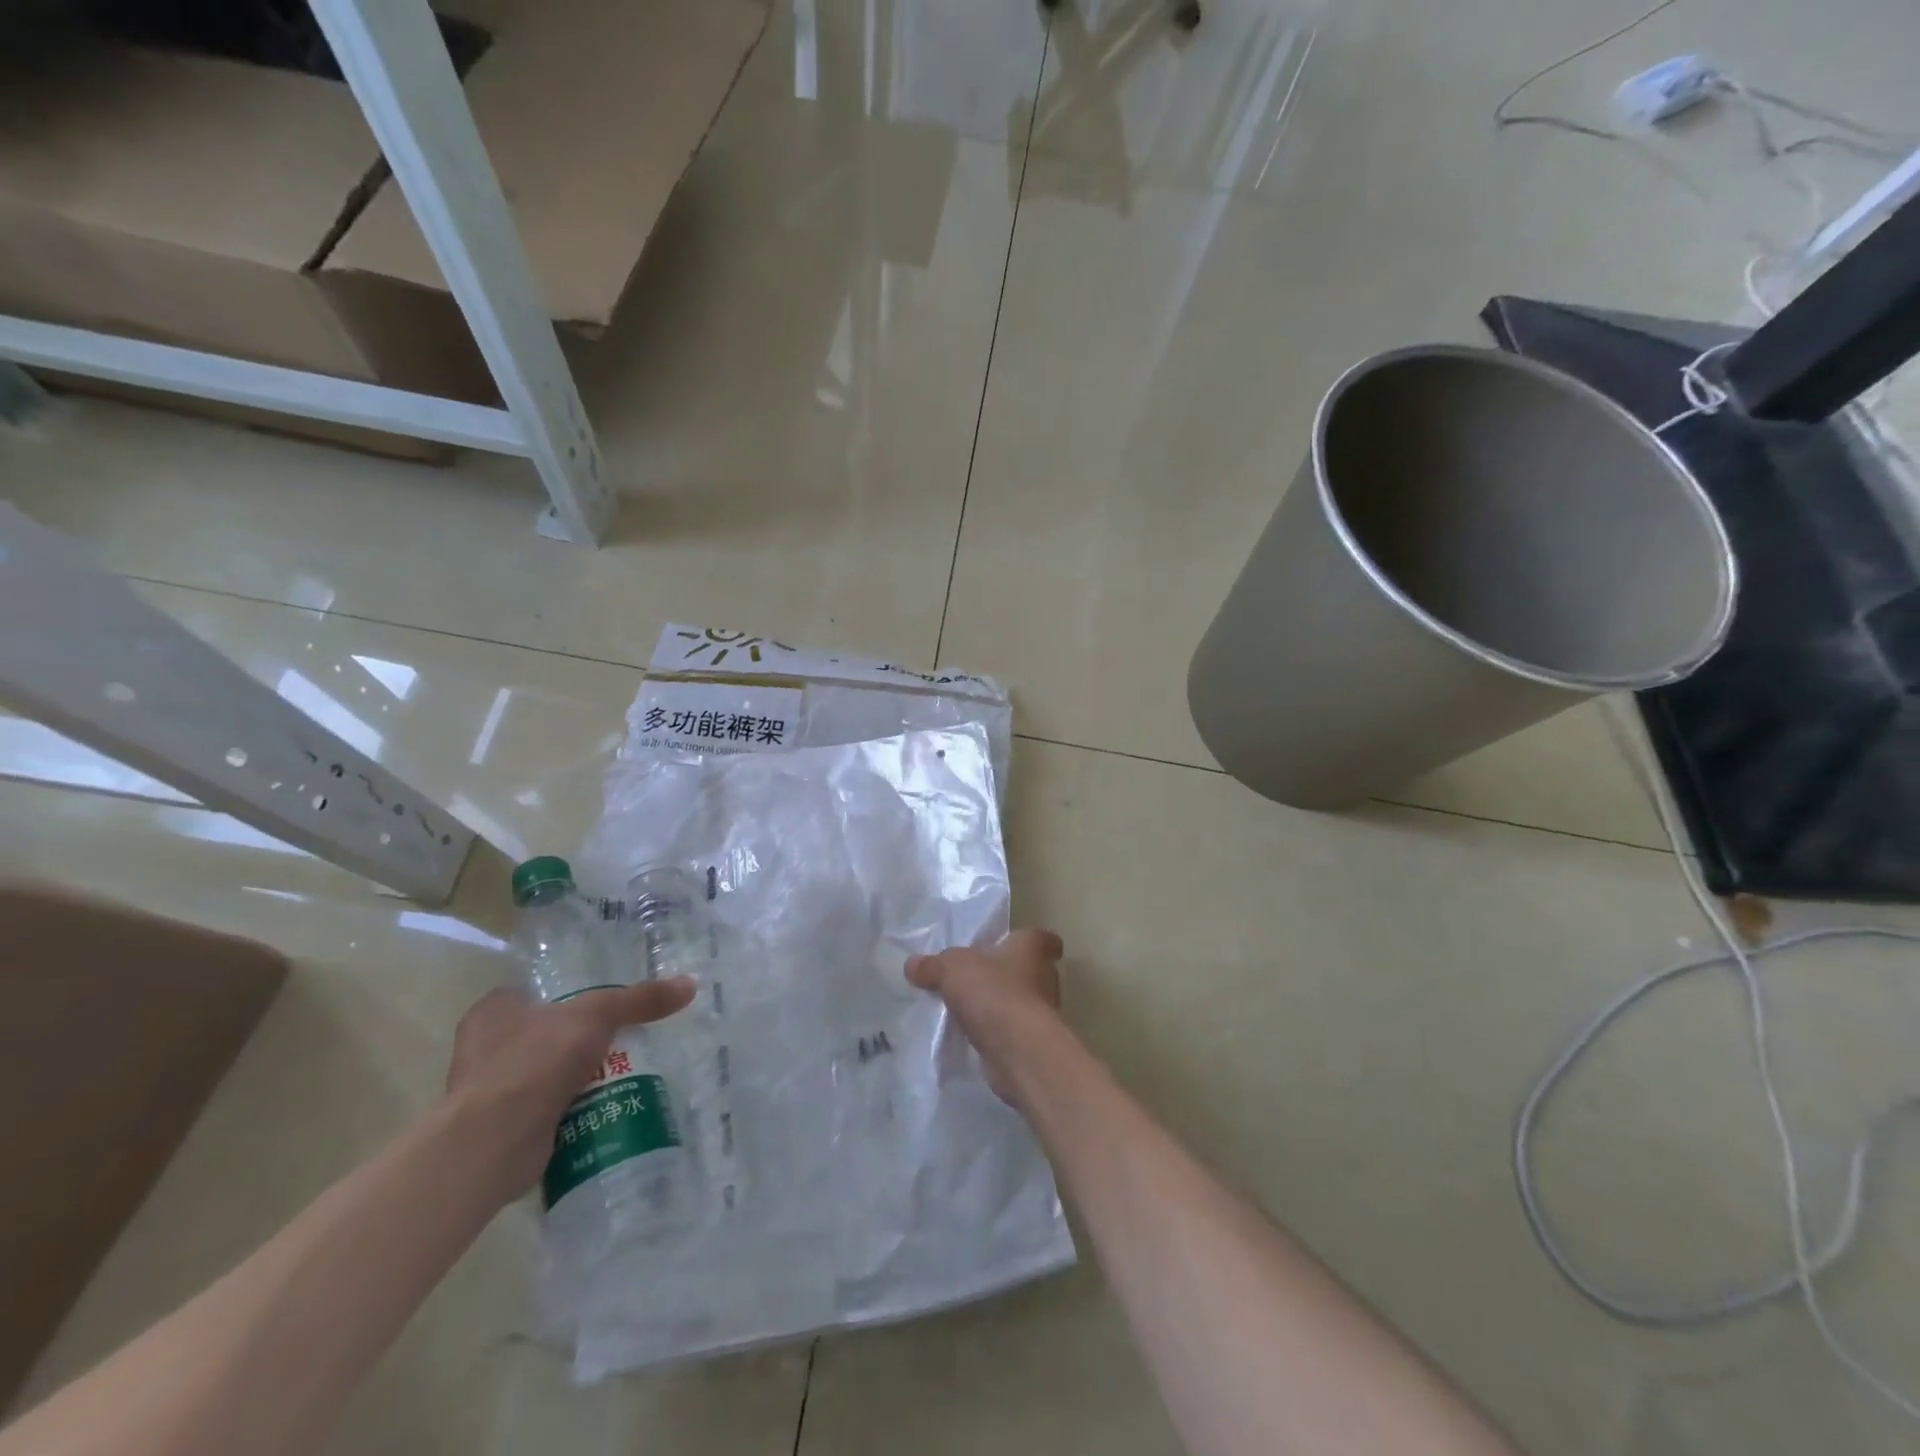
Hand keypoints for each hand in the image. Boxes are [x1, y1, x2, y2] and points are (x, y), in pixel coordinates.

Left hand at [445, 979, 695, 1201]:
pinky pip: (548, 1109)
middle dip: (581, 1039)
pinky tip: (606, 1103)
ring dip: (580, 1075)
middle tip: (623, 1036)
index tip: (605, 1003)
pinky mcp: (503, 1128)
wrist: (495, 1142)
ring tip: (624, 1070)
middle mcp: (485, 1048)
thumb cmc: (535, 1061)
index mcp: (493, 1010)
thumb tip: (690, 985)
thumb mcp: (598, 1015)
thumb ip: (640, 999)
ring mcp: (491, 1091)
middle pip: (547, 1033)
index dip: (570, 994)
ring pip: (548, 1072)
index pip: (537, 992)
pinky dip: (573, 1107)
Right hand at [907, 929, 1064, 1103]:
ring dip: (1000, 1005)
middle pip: (1030, 970)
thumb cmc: (993, 992)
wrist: (1017, 1050)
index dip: (1031, 941)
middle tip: (978, 977)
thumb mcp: (952, 968)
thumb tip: (912, 965)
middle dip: (1007, 974)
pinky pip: (1012, 1031)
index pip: (1044, 939)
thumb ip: (933, 965)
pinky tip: (972, 1036)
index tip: (1015, 945)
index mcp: (1031, 949)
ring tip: (969, 1008)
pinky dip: (996, 1033)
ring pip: (1021, 1002)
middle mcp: (1044, 978)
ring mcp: (1041, 1014)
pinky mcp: (1032, 1043)